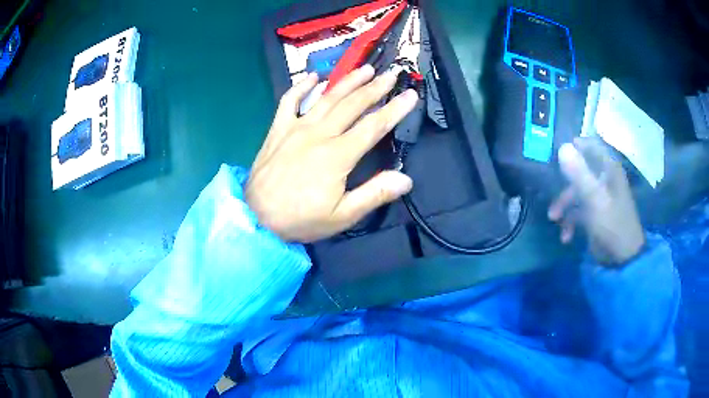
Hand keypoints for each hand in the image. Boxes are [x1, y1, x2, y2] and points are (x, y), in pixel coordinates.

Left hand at [245, 65, 417, 242]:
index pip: (374, 126)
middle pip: (352, 104)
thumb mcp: (341, 216)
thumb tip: (406, 178)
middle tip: (391, 74)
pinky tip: (312, 77)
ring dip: (347, 81)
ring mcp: (296, 128)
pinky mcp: (278, 129)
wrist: (255, 217)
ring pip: (326, 98)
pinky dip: (301, 87)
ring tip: (365, 69)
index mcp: (338, 155)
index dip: (395, 109)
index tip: (411, 95)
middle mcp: (319, 133)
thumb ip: (374, 194)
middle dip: (375, 87)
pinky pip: (289, 101)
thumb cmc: (300, 219)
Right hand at [548, 138, 644, 265]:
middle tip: (551, 189)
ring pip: (577, 192)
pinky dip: (571, 221)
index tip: (556, 153)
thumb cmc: (612, 224)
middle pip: (580, 171)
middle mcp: (605, 179)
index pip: (591, 145)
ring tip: (554, 219)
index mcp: (609, 169)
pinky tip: (566, 236)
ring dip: (564, 205)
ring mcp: (600, 197)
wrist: (622, 259)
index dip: (574, 146)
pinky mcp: (596, 214)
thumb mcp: (595, 199)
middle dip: (564, 184)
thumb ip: (579, 173)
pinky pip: (579, 211)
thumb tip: (562, 147)